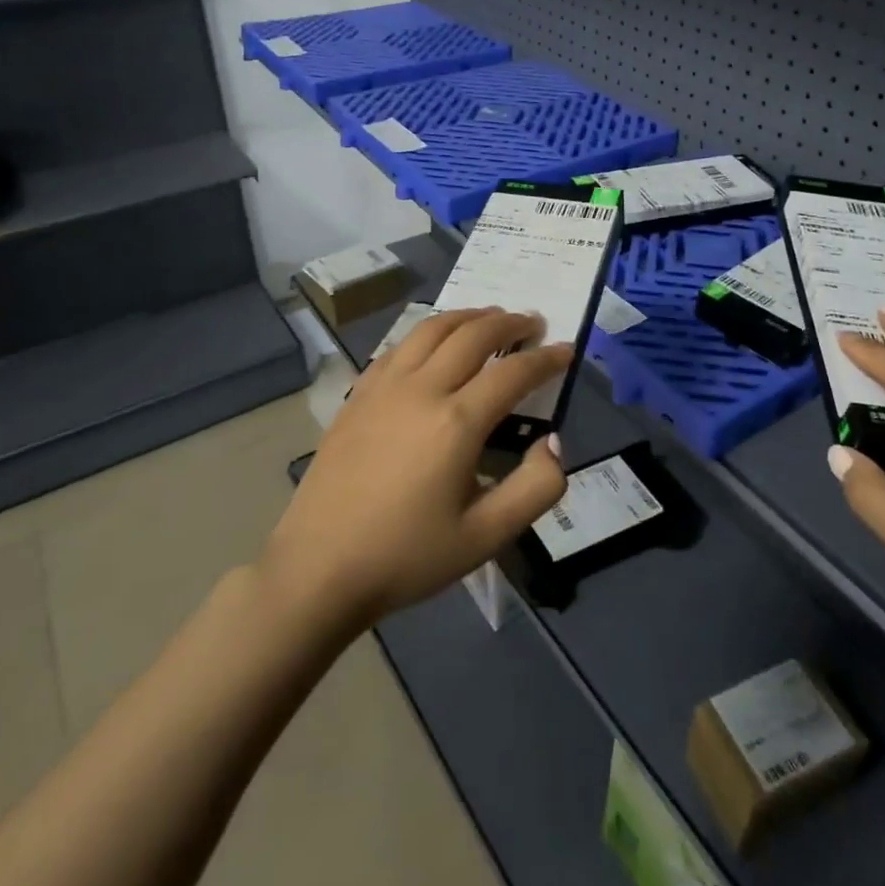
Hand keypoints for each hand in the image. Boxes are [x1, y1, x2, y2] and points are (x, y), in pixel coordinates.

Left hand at [266, 307, 571, 627]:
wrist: (317, 569)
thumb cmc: (406, 557)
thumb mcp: (485, 538)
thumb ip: (535, 489)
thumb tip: (553, 443)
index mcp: (457, 422)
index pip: (513, 372)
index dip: (546, 358)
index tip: (567, 349)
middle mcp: (422, 389)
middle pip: (473, 334)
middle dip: (510, 322)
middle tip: (533, 322)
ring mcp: (384, 386)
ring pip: (432, 328)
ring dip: (468, 316)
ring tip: (490, 317)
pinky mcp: (358, 394)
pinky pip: (399, 346)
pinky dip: (427, 332)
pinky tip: (433, 343)